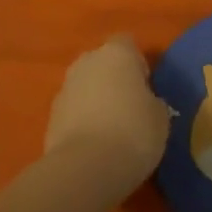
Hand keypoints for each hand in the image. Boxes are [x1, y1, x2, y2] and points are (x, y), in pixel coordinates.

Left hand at [43, 35, 171, 199]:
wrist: (85, 167)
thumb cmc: (134, 132)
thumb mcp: (160, 117)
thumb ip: (152, 101)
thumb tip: (146, 103)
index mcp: (117, 54)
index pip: (127, 44)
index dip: (138, 63)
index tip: (146, 86)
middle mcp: (86, 62)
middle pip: (102, 63)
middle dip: (113, 80)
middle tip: (130, 107)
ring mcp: (64, 88)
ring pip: (85, 87)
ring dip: (96, 100)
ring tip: (112, 130)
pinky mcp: (50, 116)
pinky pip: (73, 111)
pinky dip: (82, 121)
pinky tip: (95, 145)